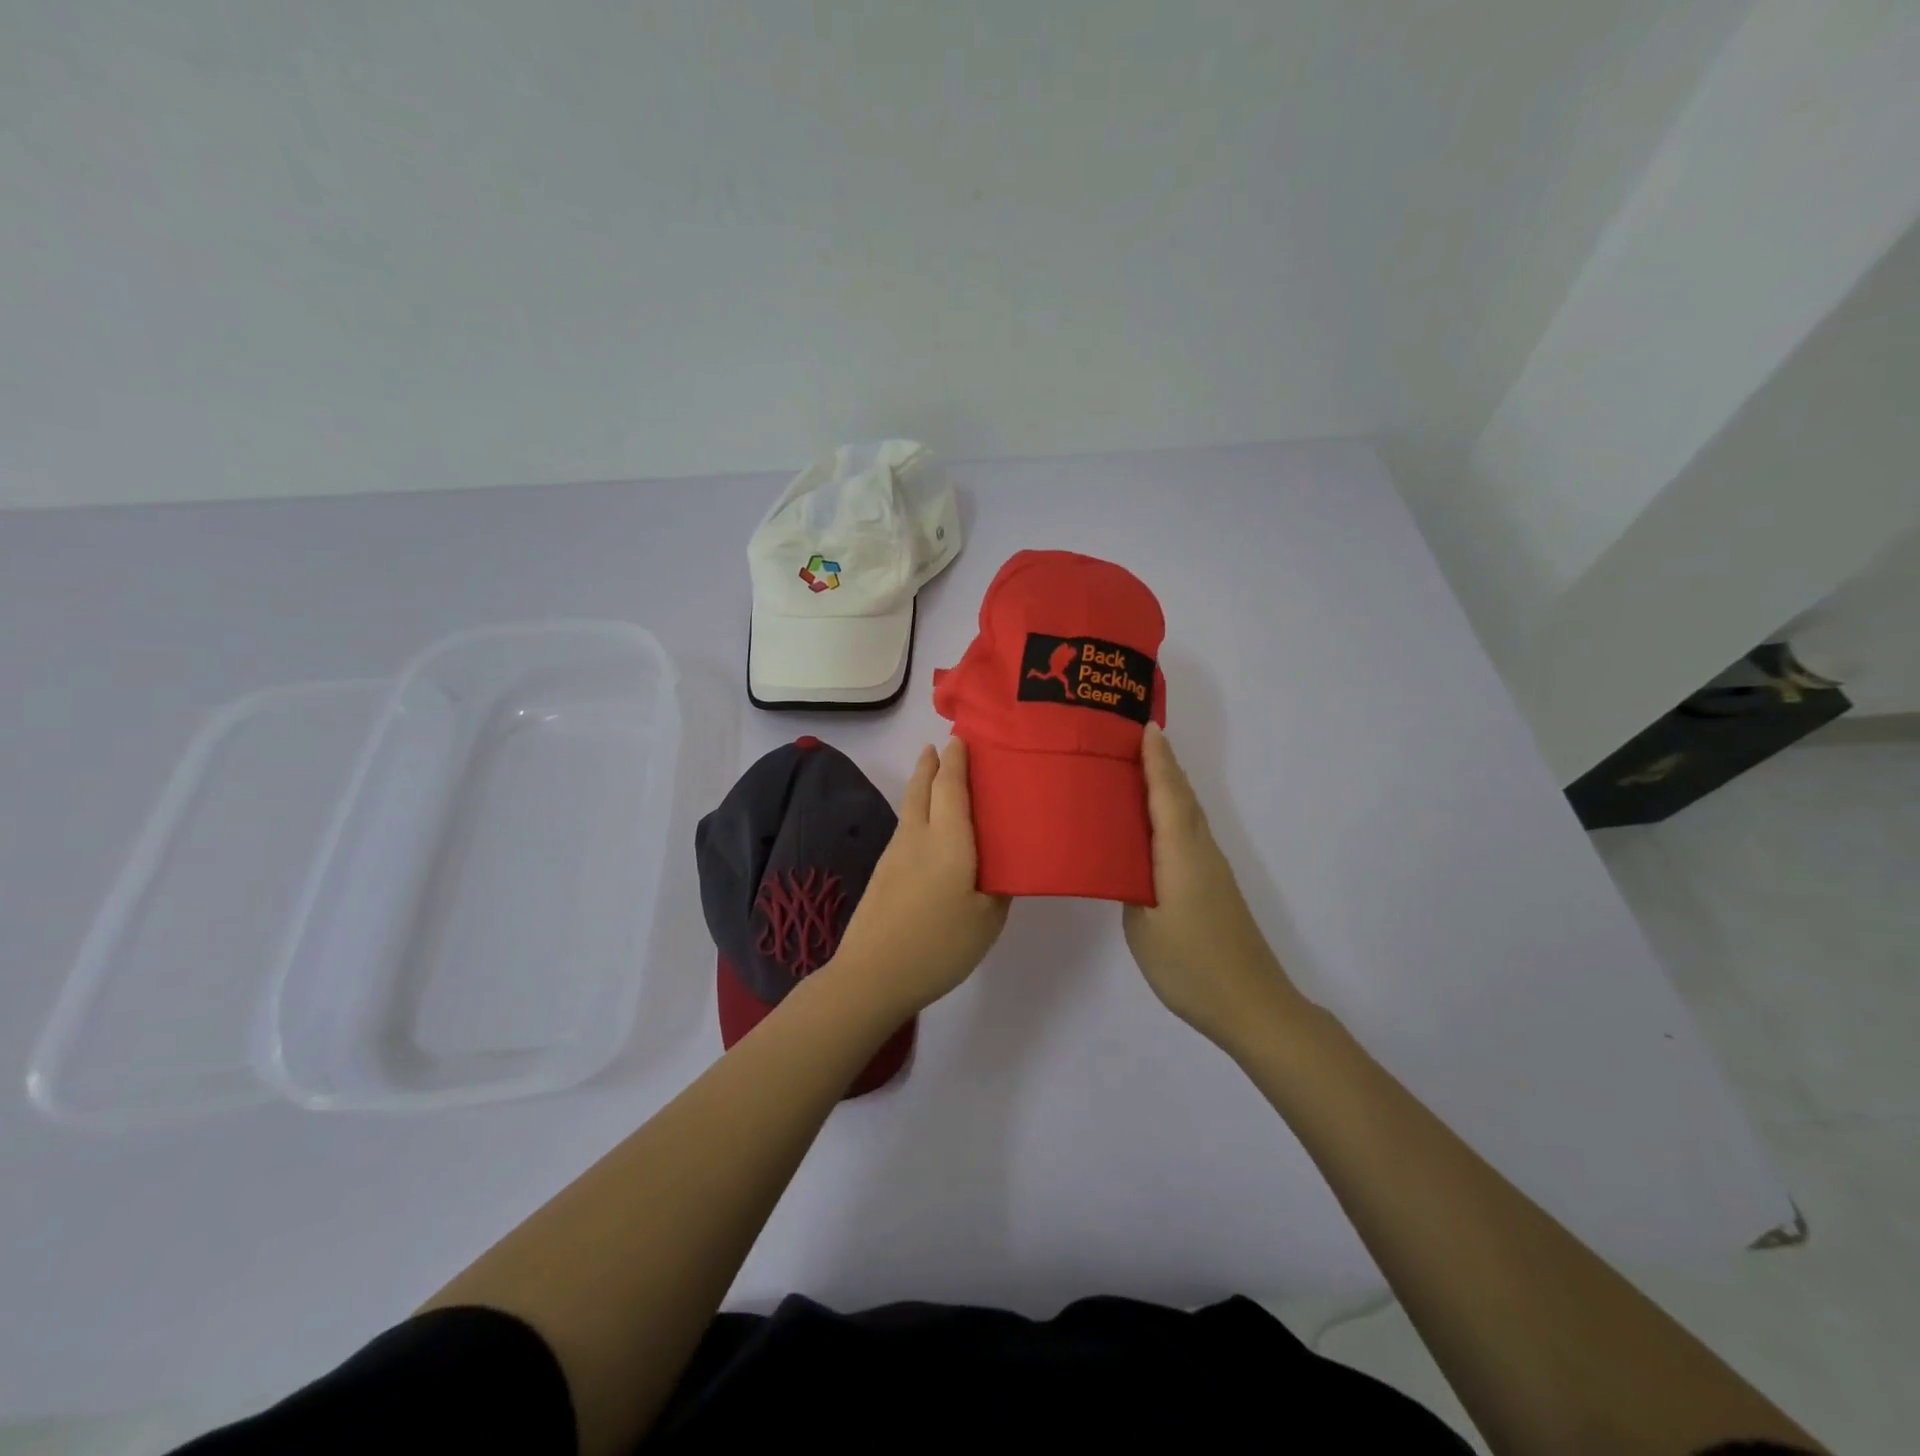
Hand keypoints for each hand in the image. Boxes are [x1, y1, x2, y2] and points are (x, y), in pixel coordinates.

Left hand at [829, 738, 1009, 1019]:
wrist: (872, 975)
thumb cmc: (939, 944)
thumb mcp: (987, 920)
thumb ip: (999, 887)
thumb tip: (1003, 866)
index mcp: (948, 839)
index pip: (950, 785)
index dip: (956, 759)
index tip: (961, 737)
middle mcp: (917, 836)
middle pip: (921, 787)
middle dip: (931, 763)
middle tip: (940, 746)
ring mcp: (895, 854)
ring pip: (910, 807)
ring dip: (921, 784)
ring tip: (935, 777)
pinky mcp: (883, 873)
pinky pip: (905, 828)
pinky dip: (917, 812)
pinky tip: (926, 829)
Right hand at [1123, 724, 1305, 1049]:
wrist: (1251, 1005)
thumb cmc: (1190, 965)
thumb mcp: (1142, 925)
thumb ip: (1129, 884)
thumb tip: (1122, 861)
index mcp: (1181, 853)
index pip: (1167, 793)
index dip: (1156, 759)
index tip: (1143, 725)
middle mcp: (1200, 851)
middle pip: (1182, 796)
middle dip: (1160, 764)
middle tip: (1128, 739)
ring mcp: (1210, 869)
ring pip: (1187, 815)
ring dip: (1166, 787)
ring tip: (1134, 771)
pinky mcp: (1212, 887)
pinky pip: (1188, 834)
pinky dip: (1171, 814)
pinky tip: (1151, 826)